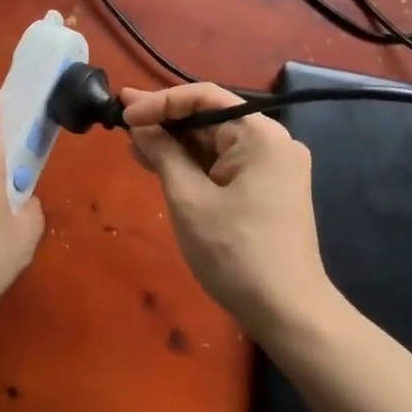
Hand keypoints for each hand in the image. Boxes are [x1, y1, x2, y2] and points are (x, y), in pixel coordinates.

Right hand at [122, 83, 336, 339]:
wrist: (289, 315)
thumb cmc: (236, 253)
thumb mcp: (189, 199)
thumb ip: (163, 153)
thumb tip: (139, 125)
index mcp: (259, 134)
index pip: (203, 97)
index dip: (160, 102)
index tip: (125, 113)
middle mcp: (272, 141)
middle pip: (210, 117)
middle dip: (165, 121)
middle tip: (121, 116)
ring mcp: (273, 166)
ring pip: (215, 141)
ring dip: (176, 143)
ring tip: (134, 141)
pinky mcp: (269, 188)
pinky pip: (225, 163)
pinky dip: (194, 163)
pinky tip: (161, 163)